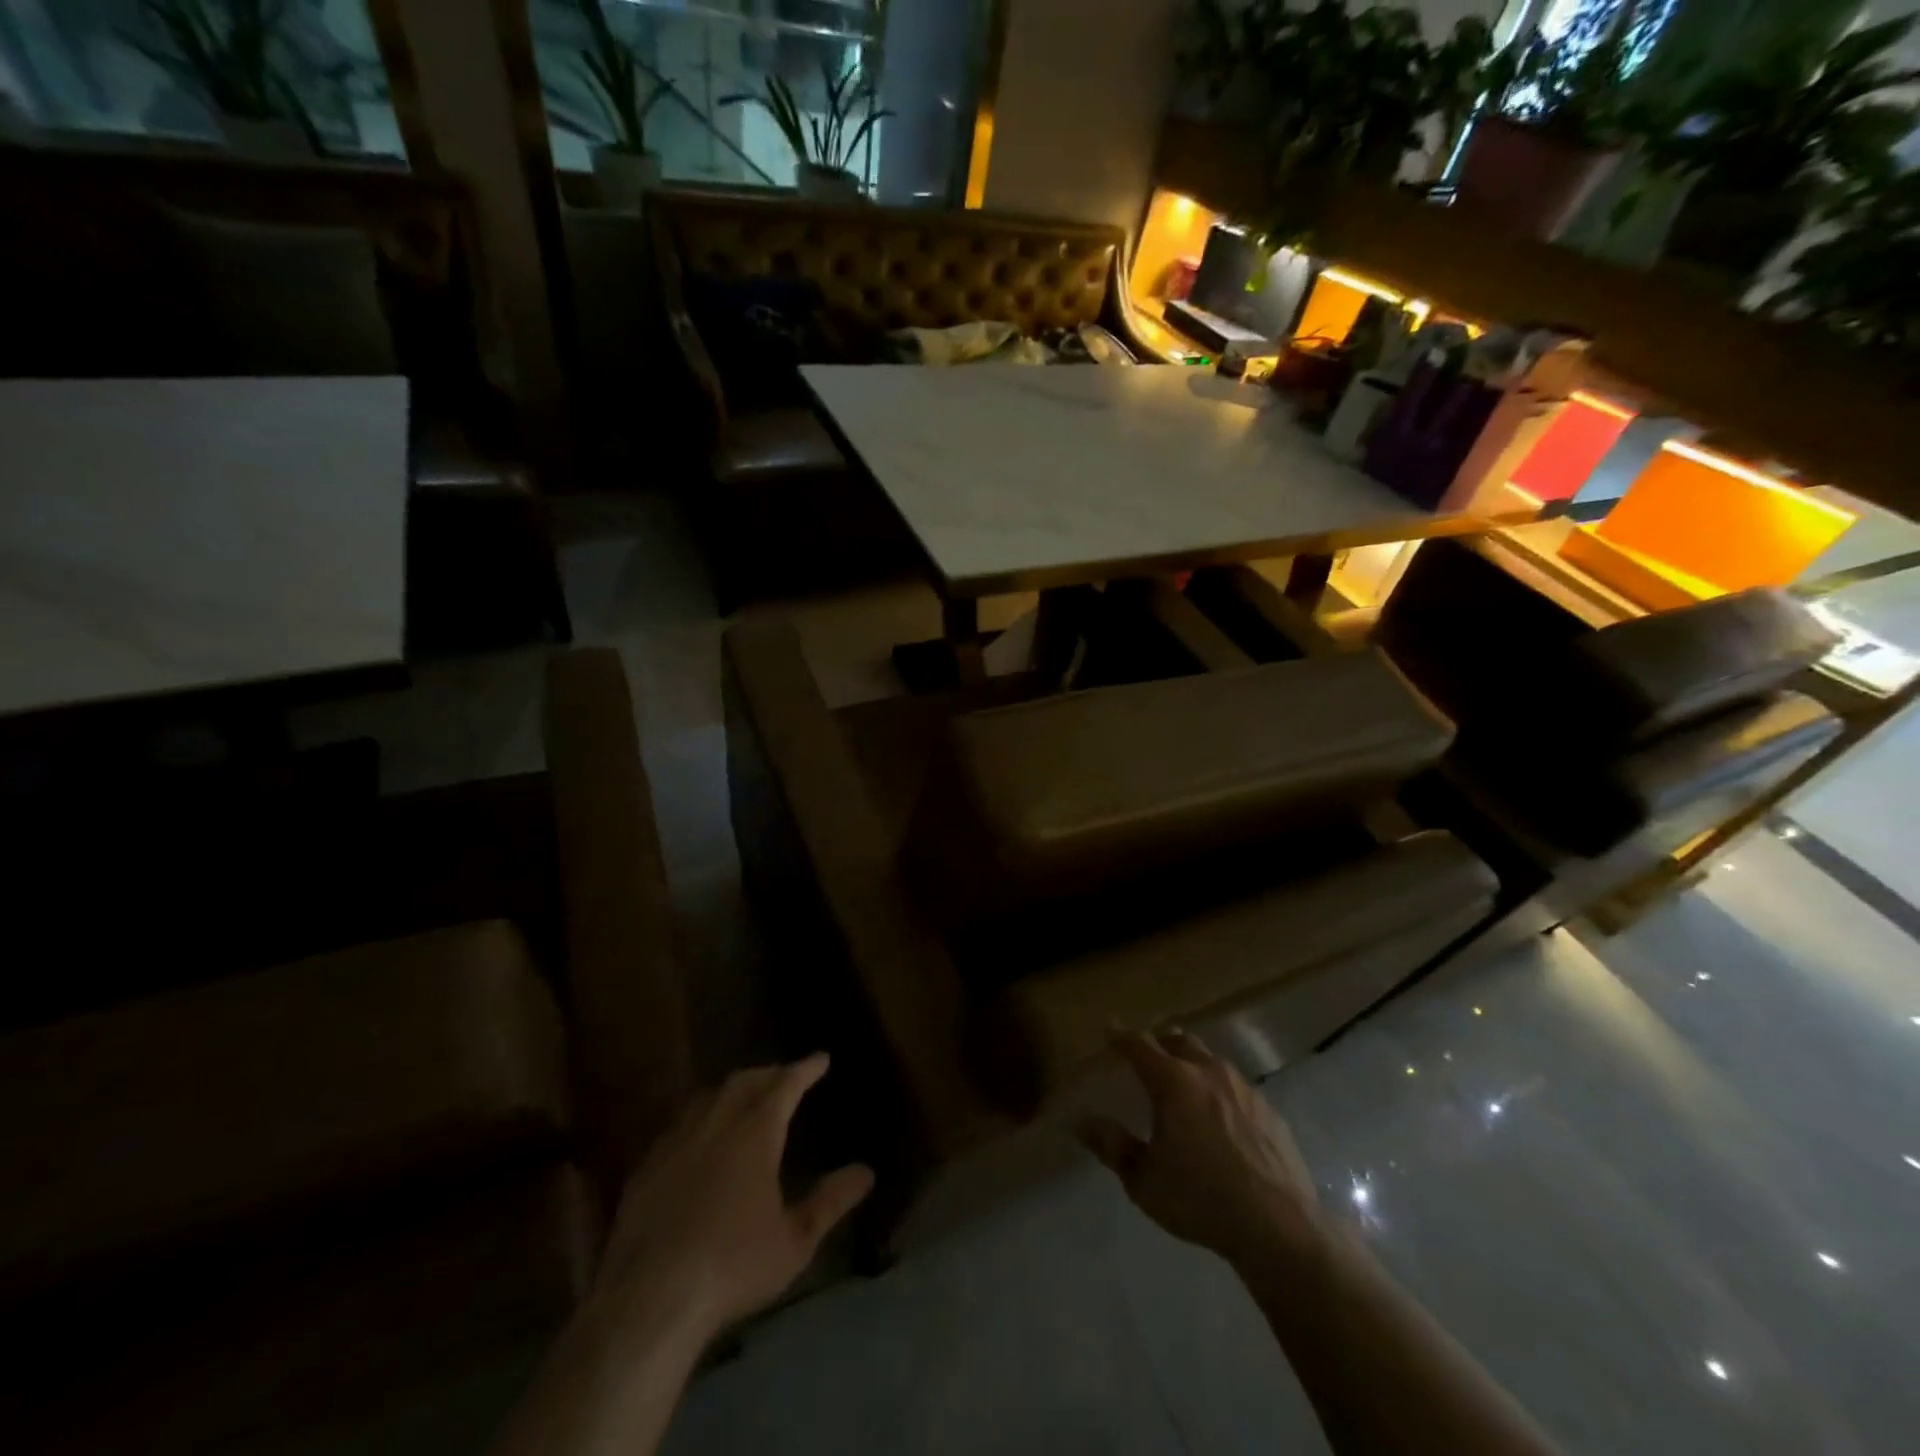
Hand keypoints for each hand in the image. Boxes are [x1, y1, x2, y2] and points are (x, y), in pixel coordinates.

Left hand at [591, 1054, 873, 1341]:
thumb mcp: (795, 1240)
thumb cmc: (733, 1266)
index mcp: (755, 1133)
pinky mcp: (646, 1167)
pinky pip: (678, 1124)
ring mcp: (676, 1142)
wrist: (650, 1299)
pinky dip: (699, 1117)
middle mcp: (716, 1124)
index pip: (785, 1085)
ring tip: (745, 1097)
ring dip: (732, 1090)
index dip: (805, 1068)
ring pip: (708, 1097)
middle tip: (785, 1077)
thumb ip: (830, 1201)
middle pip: (744, 1082)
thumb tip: (866, 1171)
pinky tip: (698, 1137)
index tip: (821, 1058)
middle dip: (769, 1073)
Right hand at [1079, 1031, 1323, 1266]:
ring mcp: (1244, 1089)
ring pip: (1212, 1060)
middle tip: (1147, 1056)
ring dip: (1193, 1063)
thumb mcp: (1143, 1179)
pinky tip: (1222, 1118)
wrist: (1279, 1227)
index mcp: (1174, 1082)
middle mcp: (1209, 1073)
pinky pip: (1238, 1088)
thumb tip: (1082, 1121)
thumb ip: (1112, 1145)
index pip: (1140, 1045)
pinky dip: (1221, 1091)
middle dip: (1160, 1043)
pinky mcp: (1270, 1112)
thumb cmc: (1200, 1199)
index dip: (1121, 1036)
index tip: (1109, 1030)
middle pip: (1180, 1041)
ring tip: (1184, 1084)